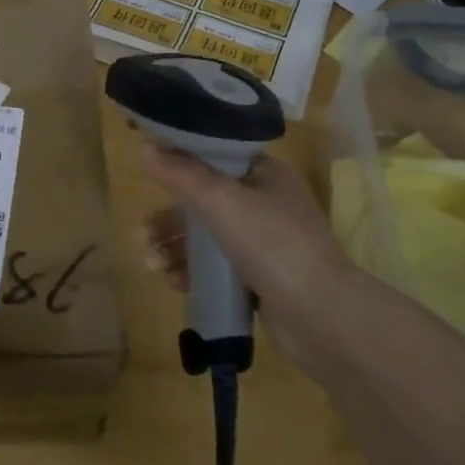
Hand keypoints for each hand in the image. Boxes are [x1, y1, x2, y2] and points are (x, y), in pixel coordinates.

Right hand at [140, 145, 368, 360]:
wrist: (324, 319)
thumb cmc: (272, 245)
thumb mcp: (220, 201)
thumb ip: (180, 174)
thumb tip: (142, 145)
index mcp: (264, 175)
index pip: (215, 156)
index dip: (179, 162)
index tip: (147, 172)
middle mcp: (265, 204)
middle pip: (203, 201)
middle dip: (168, 219)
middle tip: (140, 235)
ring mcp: (264, 244)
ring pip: (206, 237)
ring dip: (173, 248)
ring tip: (151, 265)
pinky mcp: (260, 279)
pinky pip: (216, 268)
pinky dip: (192, 272)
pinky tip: (174, 283)